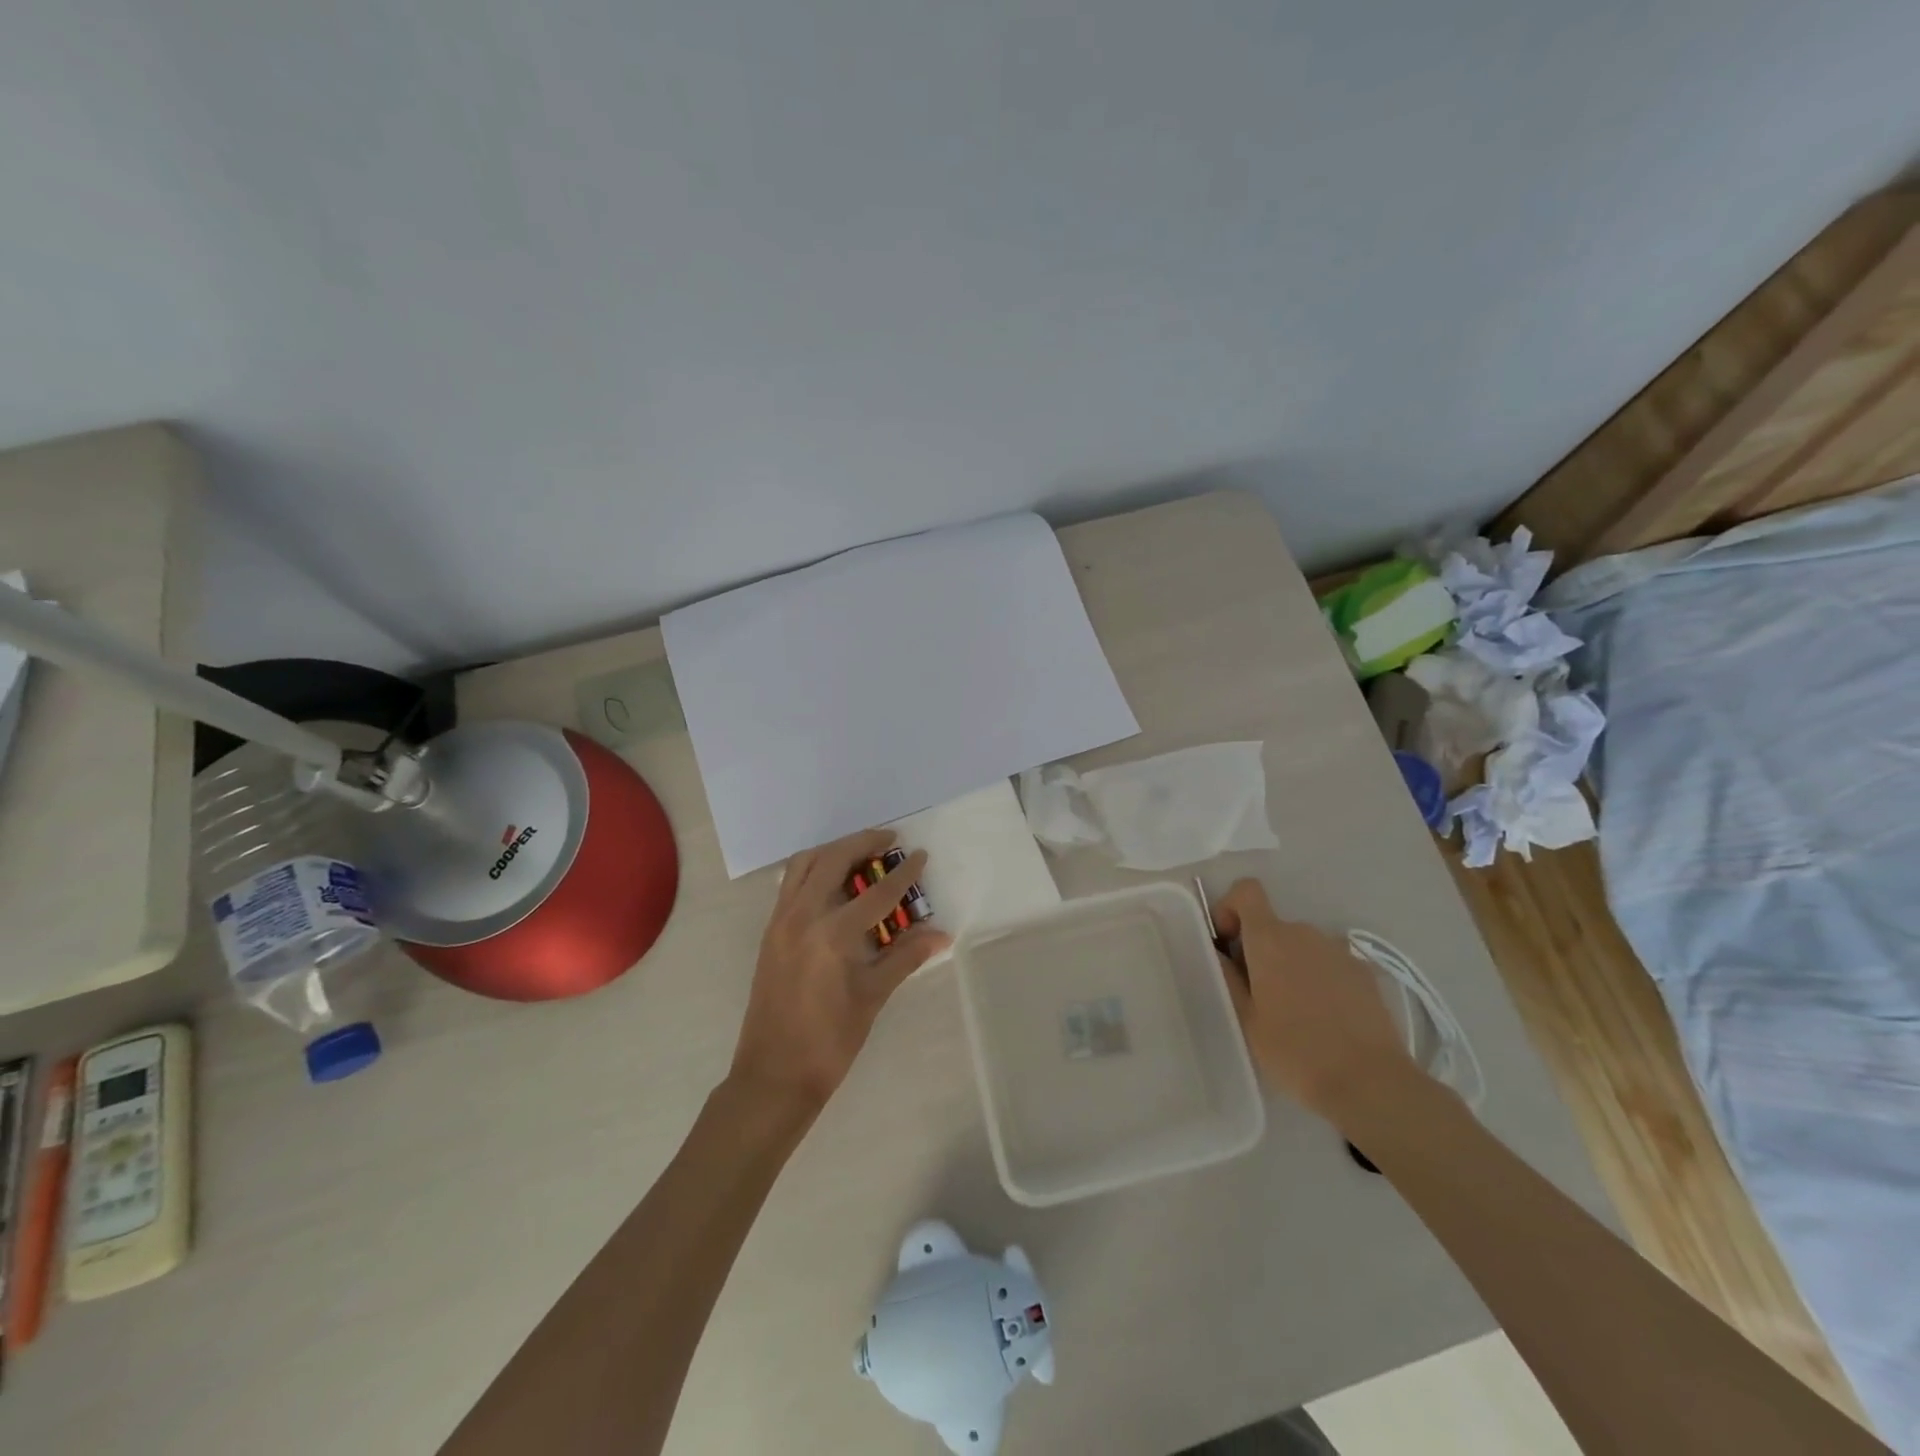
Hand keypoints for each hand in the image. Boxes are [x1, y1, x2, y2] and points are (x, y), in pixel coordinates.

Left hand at [729, 828, 950, 1114]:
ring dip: (834, 851)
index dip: (903, 873)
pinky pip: (790, 883)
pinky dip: (812, 869)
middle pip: (834, 860)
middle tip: (889, 840)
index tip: (920, 855)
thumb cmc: (830, 1041)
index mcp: (832, 934)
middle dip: (863, 843)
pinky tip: (832, 882)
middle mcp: (802, 916)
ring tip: (860, 853)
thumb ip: (905, 957)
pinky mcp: (770, 931)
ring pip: (805, 864)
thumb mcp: (872, 997)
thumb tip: (941, 934)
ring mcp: (780, 921)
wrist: (773, 1076)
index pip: (877, 892)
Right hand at [1213, 878, 1413, 1119]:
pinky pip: (1330, 964)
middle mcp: (1305, 933)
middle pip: (1274, 926)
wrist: (1371, 1083)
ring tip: (1296, 1012)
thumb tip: (1220, 953)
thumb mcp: (1246, 1020)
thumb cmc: (1295, 1051)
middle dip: (1261, 950)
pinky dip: (1321, 980)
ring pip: (1303, 946)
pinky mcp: (1366, 973)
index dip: (1231, 907)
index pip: (1247, 891)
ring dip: (1292, 966)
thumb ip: (1229, 978)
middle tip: (1258, 995)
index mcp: (1270, 939)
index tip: (1228, 944)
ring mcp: (1340, 951)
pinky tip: (1326, 1020)